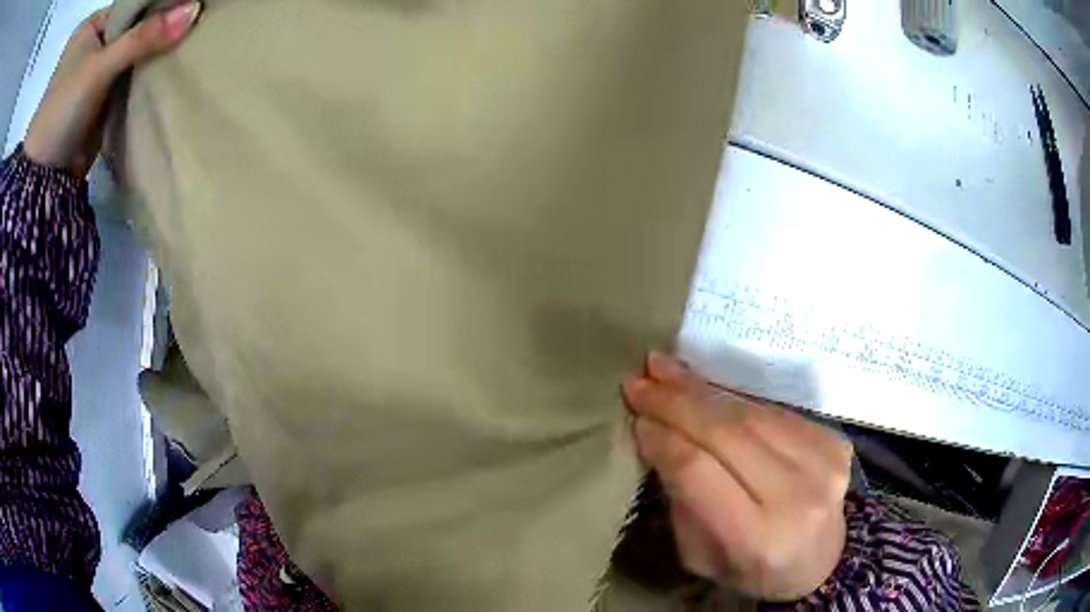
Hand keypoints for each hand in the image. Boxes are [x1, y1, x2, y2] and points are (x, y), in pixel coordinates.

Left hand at [23, 2, 200, 176]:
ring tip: (188, 42)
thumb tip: (194, 9)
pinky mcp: (100, 98)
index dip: (158, 3)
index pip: (132, 4)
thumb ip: (143, 37)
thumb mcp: (100, 67)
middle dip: (158, 29)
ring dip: (153, 53)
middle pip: (133, 27)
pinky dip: (144, 75)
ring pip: (133, 53)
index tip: (189, 3)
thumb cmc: (62, 111)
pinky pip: (129, 77)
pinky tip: (167, 68)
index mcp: (90, 27)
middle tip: (193, 22)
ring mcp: (95, 73)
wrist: (44, 180)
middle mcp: (92, 44)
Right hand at [622, 353, 851, 600]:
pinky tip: (707, 387)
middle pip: (728, 433)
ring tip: (667, 370)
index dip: (664, 439)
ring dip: (703, 388)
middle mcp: (796, 496)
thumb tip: (658, 435)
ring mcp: (823, 463)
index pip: (698, 472)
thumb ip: (681, 499)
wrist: (819, 563)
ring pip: (751, 413)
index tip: (635, 418)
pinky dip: (735, 397)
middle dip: (677, 402)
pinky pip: (774, 409)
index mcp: (755, 537)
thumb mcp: (699, 555)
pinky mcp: (834, 441)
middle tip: (640, 381)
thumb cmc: (749, 569)